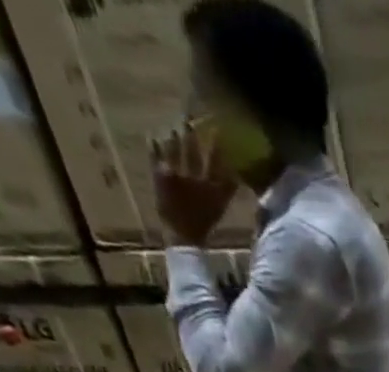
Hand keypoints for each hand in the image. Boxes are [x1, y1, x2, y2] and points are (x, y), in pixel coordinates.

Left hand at [151, 128, 236, 246]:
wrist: (183, 236)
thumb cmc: (203, 223)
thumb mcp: (220, 208)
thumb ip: (227, 190)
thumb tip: (236, 175)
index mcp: (209, 186)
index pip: (215, 162)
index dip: (216, 146)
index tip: (217, 130)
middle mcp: (193, 177)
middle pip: (192, 151)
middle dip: (191, 135)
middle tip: (188, 119)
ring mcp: (175, 175)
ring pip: (174, 149)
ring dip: (173, 137)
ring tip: (173, 127)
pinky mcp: (160, 176)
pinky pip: (155, 155)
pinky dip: (153, 145)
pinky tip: (152, 137)